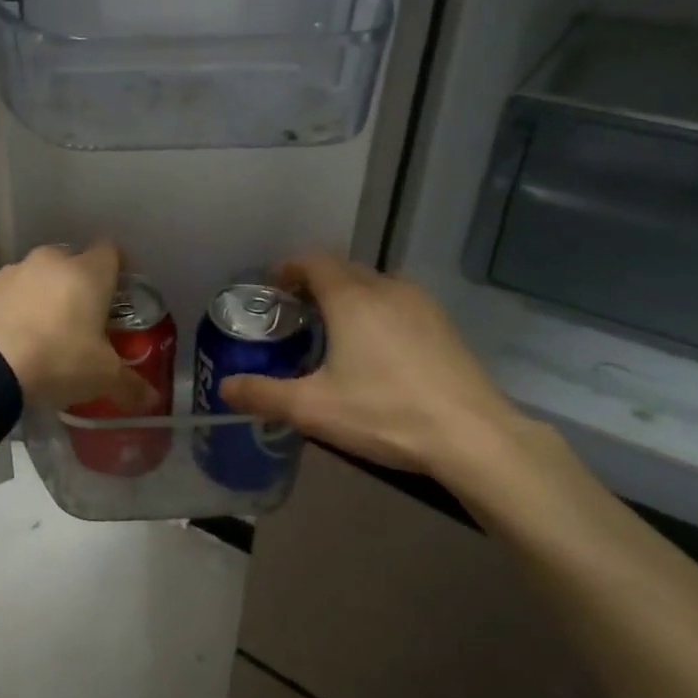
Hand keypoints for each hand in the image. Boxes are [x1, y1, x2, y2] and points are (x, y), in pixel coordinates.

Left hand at [0, 242, 160, 411]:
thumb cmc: (58, 360)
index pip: (111, 251)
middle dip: (77, 286)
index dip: (117, 268)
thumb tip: (152, 399)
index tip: (118, 292)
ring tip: (42, 333)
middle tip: (80, 320)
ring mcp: (11, 272)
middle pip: (71, 262)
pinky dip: (11, 310)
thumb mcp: (102, 378)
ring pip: (35, 277)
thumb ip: (130, 385)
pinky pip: (5, 295)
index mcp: (88, 272)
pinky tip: (10, 340)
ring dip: (42, 296)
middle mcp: (50, 261)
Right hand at [218, 255, 534, 489]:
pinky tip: (377, 350)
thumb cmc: (385, 412)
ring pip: (374, 284)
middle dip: (316, 283)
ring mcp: (421, 304)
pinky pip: (398, 302)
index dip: (289, 269)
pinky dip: (377, 311)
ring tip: (335, 332)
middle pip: (342, 269)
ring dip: (349, 296)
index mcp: (351, 298)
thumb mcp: (313, 409)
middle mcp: (386, 288)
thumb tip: (225, 387)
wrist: (472, 436)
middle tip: (297, 316)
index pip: (313, 261)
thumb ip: (264, 394)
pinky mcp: (443, 324)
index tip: (274, 291)